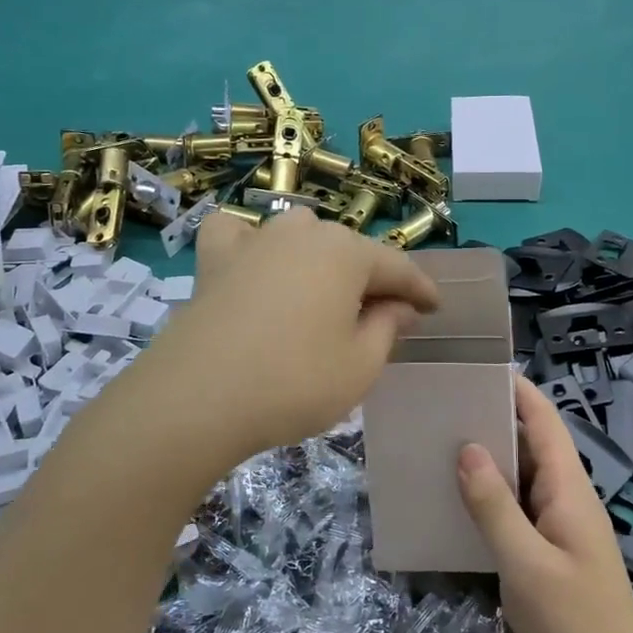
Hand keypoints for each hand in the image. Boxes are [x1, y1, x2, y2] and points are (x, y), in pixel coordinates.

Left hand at [145, 208, 439, 458]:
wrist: (197, 399)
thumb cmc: (294, 383)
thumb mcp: (360, 365)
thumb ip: (388, 328)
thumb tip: (399, 306)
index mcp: (346, 253)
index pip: (397, 267)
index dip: (420, 290)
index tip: (435, 309)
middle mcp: (303, 233)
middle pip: (350, 252)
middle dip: (371, 280)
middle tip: (382, 318)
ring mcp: (255, 242)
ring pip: (300, 236)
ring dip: (320, 260)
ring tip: (323, 296)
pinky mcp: (214, 261)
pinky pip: (237, 235)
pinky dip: (250, 243)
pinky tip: (254, 263)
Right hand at [458, 376, 632, 632]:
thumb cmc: (574, 622)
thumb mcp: (525, 563)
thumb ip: (494, 505)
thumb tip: (466, 449)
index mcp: (568, 488)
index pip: (545, 421)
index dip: (518, 391)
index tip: (478, 368)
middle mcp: (566, 497)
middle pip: (532, 444)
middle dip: (493, 421)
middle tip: (442, 406)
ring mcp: (560, 525)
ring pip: (522, 477)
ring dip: (489, 460)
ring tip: (439, 445)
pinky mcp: (551, 551)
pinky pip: (519, 508)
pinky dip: (491, 497)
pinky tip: (458, 503)